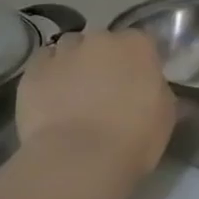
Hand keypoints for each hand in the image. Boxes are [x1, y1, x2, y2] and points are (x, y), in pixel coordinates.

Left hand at [12, 31, 175, 197]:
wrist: (78, 160)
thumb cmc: (133, 138)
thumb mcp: (165, 114)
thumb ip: (157, 90)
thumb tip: (152, 87)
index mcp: (138, 45)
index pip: (140, 42)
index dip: (137, 61)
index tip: (137, 82)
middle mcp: (101, 39)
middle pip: (102, 41)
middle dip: (103, 59)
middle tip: (105, 89)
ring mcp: (64, 53)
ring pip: (70, 48)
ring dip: (74, 63)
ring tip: (73, 93)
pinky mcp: (33, 71)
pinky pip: (43, 64)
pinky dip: (48, 75)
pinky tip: (50, 97)